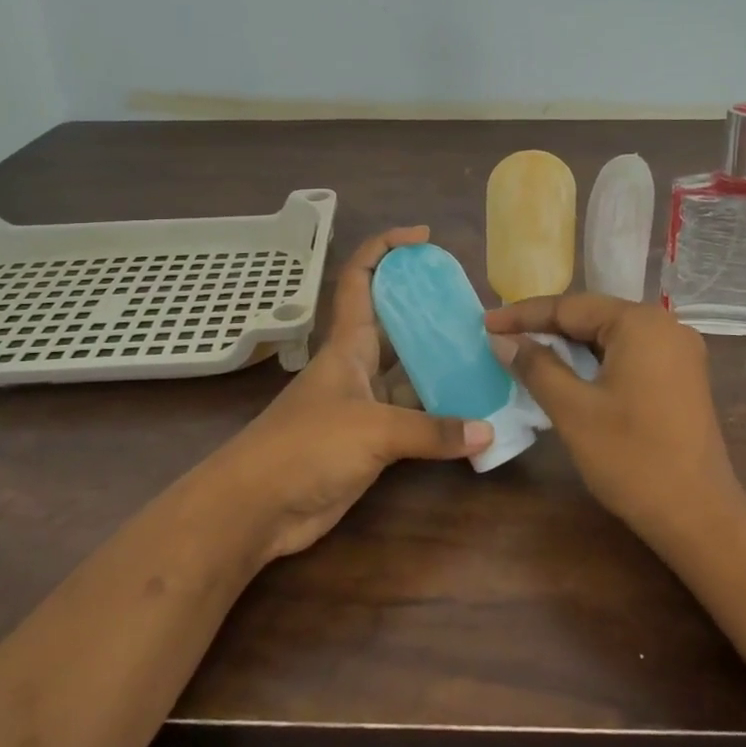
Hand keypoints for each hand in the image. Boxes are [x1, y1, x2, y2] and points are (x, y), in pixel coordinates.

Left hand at [216, 226, 491, 561]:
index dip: (386, 249)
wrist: (257, 508)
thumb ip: (433, 430)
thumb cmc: (307, 447)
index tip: (423, 238)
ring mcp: (365, 404)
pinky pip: (414, 417)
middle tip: (476, 307)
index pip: (361, 278)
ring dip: (442, 365)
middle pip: (397, 324)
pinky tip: (475, 416)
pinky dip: (442, 416)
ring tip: (488, 355)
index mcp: (348, 343)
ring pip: (410, 373)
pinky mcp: (371, 441)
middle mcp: (358, 366)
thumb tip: (488, 432)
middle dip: (430, 309)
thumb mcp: (373, 429)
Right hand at [484, 294, 745, 541]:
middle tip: (502, 337)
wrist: (699, 516)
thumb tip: (501, 339)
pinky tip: (570, 374)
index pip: (570, 307)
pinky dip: (596, 361)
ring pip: (610, 337)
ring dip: (570, 346)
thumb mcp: (573, 410)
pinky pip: (629, 355)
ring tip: (527, 352)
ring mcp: (679, 352)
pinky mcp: (682, 377)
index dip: (523, 315)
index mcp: (640, 323)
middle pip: (593, 317)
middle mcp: (665, 325)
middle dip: (546, 328)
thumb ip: (536, 366)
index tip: (485, 322)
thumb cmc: (631, 459)